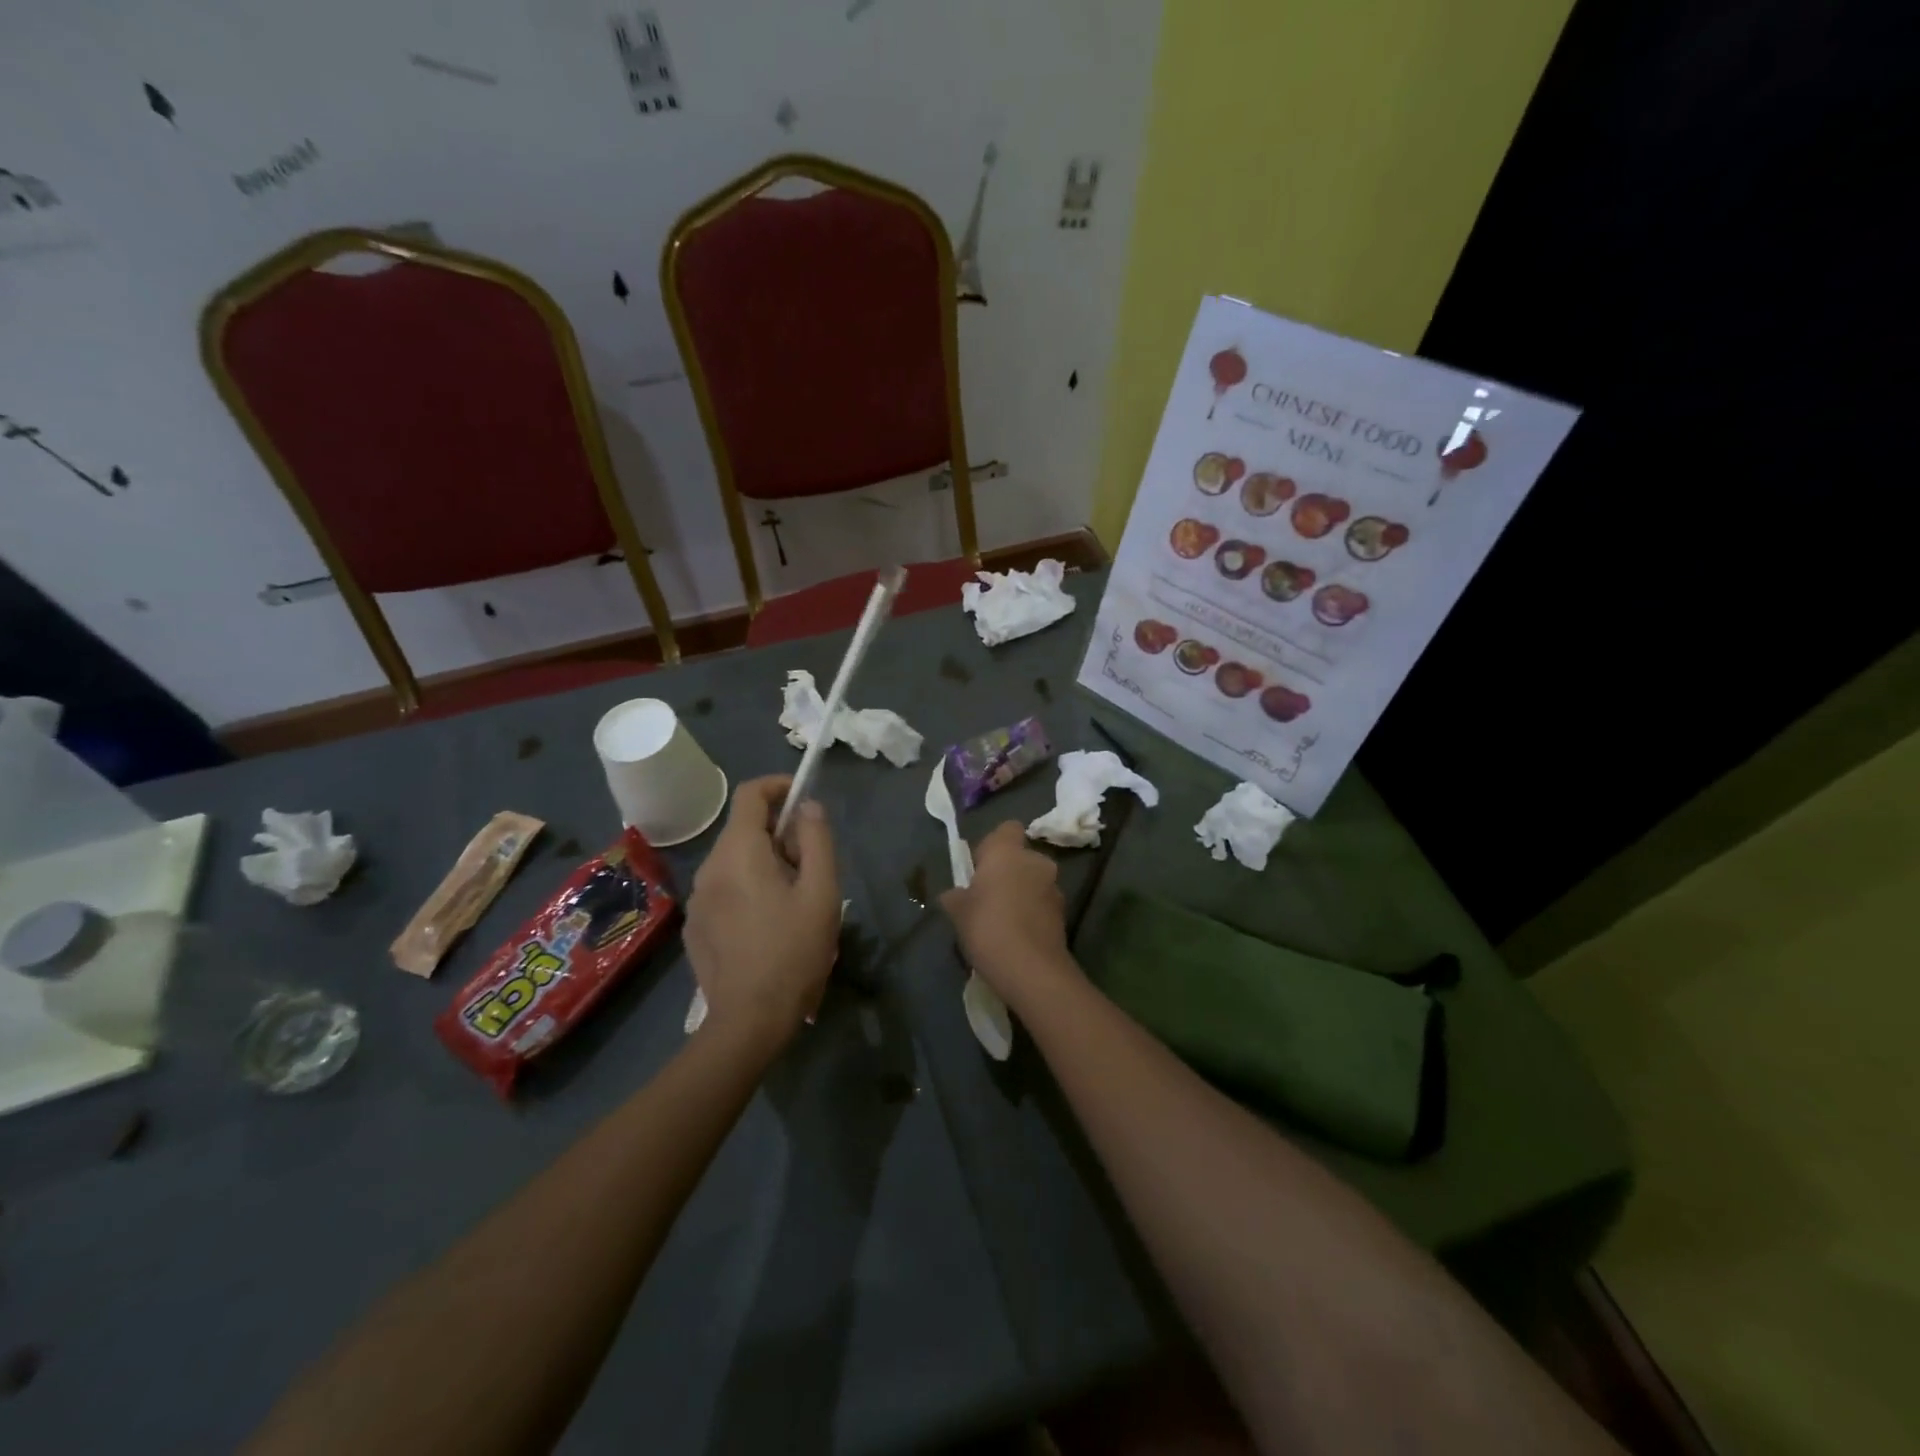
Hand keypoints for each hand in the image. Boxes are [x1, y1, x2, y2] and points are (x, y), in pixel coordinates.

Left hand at [685, 775, 839, 1053]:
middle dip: (779, 834)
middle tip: (811, 866)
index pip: (750, 794)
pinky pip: (724, 890)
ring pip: (735, 861)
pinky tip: (768, 925)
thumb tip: (808, 806)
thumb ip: (817, 840)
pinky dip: (748, 889)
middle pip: (744, 829)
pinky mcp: (696, 926)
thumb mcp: (821, 892)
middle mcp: (710, 867)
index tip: (804, 801)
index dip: (778, 787)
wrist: (749, 1021)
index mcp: (739, 852)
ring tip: (794, 900)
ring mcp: (698, 899)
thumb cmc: (793, 951)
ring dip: (765, 863)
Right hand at [940, 821, 1079, 1009]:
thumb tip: (956, 894)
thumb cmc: (988, 927)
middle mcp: (1036, 861)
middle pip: (1020, 857)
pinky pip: (1042, 904)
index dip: (992, 845)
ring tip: (1002, 922)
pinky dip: (1032, 913)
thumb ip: (955, 896)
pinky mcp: (1064, 913)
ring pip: (1033, 881)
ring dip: (1021, 893)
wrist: (1031, 969)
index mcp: (1008, 851)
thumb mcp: (958, 911)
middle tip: (987, 897)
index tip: (979, 867)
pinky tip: (1017, 936)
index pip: (1006, 829)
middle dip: (1007, 872)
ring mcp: (1054, 887)